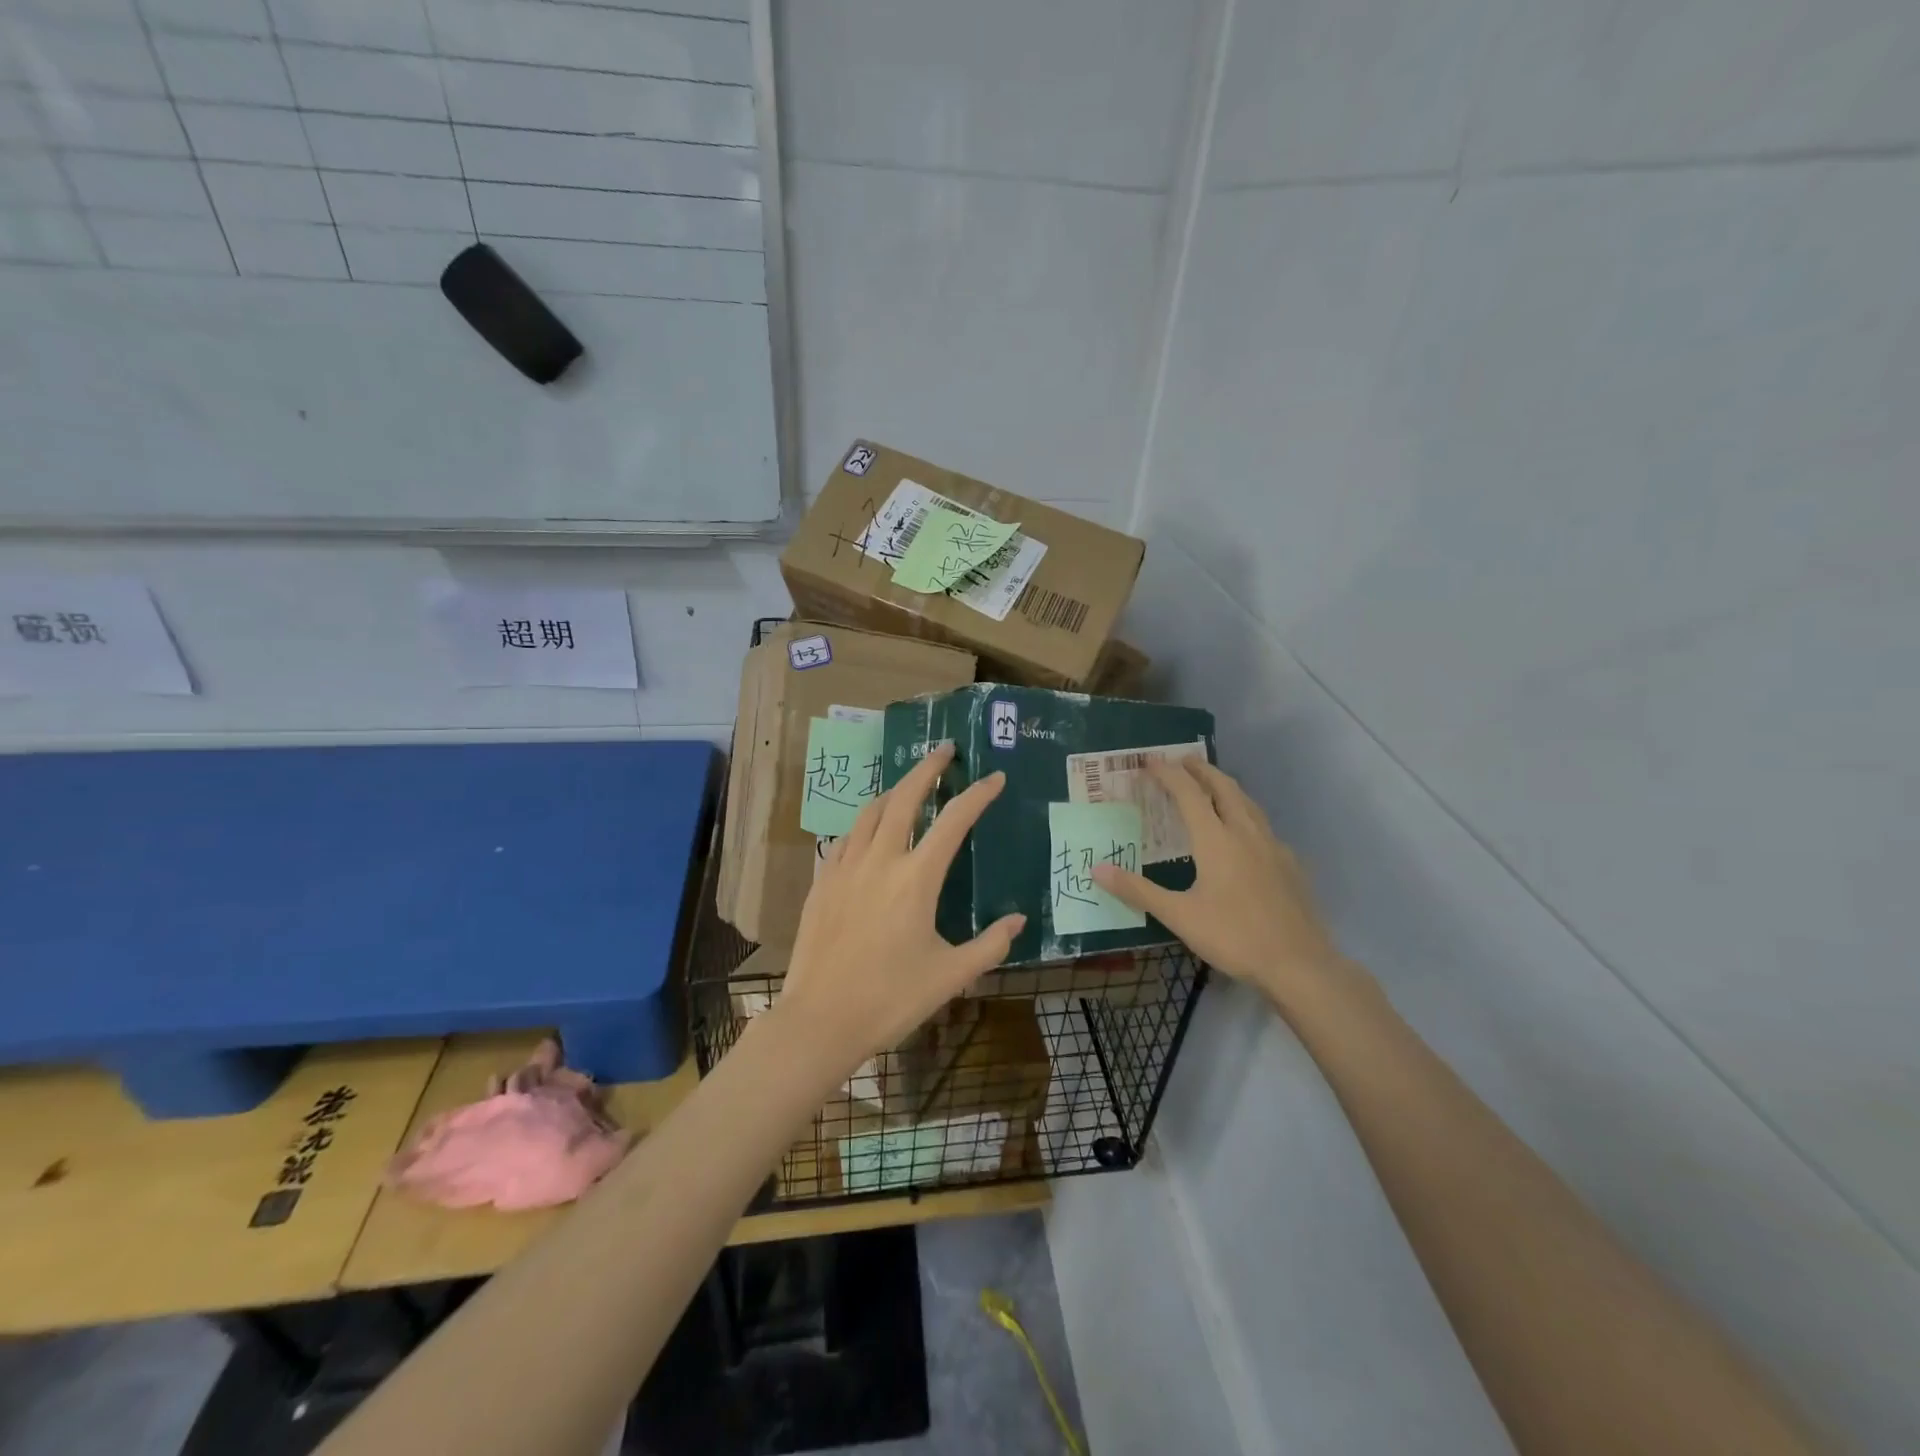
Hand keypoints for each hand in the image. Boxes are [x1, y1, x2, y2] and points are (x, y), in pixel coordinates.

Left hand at [776, 742, 1024, 1071]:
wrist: (820, 1020)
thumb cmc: (890, 1000)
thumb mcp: (951, 977)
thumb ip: (990, 944)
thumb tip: (1019, 920)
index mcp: (916, 879)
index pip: (953, 821)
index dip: (977, 795)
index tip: (994, 778)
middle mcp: (880, 860)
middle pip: (904, 797)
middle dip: (927, 768)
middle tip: (944, 750)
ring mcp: (845, 867)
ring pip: (870, 811)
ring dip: (894, 791)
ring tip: (909, 786)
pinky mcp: (821, 881)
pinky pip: (846, 837)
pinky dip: (865, 823)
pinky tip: (869, 831)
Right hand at [1092, 758, 1349, 1010]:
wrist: (1298, 963)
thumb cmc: (1233, 937)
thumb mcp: (1179, 916)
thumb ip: (1138, 890)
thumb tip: (1097, 869)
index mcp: (1216, 840)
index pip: (1188, 793)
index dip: (1168, 774)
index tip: (1150, 761)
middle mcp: (1245, 833)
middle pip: (1223, 787)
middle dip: (1201, 769)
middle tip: (1183, 760)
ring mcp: (1272, 847)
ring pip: (1248, 803)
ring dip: (1226, 787)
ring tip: (1212, 785)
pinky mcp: (1290, 864)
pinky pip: (1264, 827)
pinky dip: (1246, 815)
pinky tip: (1244, 833)